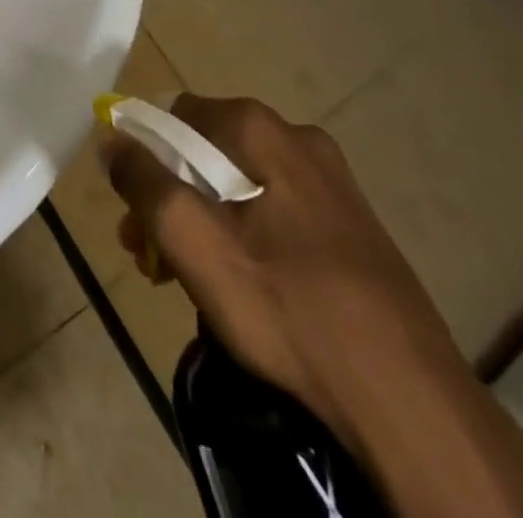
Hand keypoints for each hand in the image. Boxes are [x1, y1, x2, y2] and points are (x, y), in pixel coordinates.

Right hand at [100, 94, 469, 448]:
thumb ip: (142, 181)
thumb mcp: (194, 242)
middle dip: (171, 200)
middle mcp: (299, 140)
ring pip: (240, 188)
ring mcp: (333, 185)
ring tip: (190, 282)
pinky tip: (244, 290)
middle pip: (206, 154)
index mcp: (261, 129)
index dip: (144, 161)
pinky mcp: (352, 229)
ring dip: (204, 224)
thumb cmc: (288, 307)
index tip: (136, 215)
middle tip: (153, 257)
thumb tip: (111, 138)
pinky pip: (276, 216)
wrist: (411, 405)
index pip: (174, 117)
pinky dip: (246, 240)